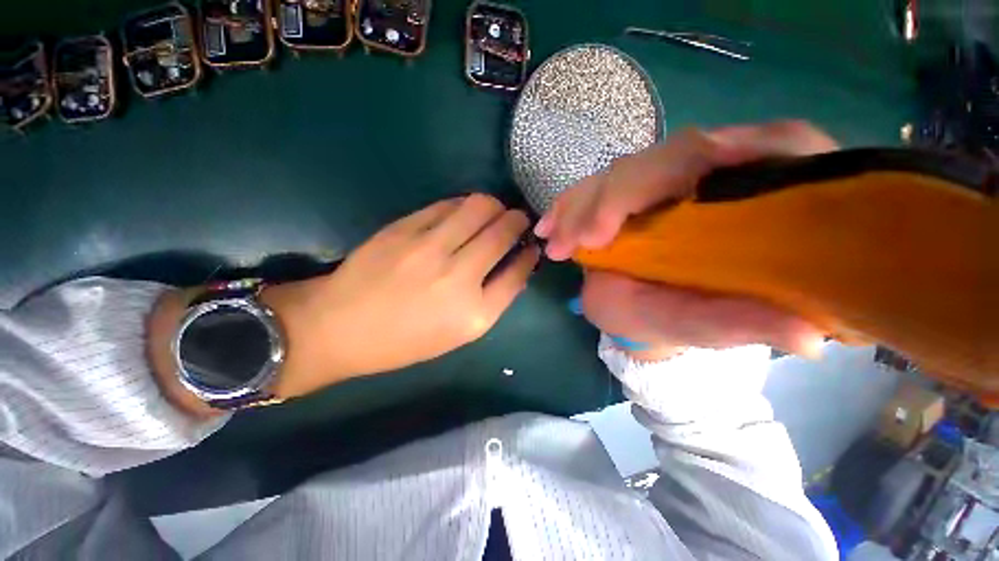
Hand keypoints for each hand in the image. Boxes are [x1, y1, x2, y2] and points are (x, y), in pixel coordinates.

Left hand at [263, 195, 538, 397]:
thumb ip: (493, 299)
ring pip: (480, 207)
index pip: (518, 272)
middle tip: (517, 221)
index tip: (531, 247)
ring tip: (493, 213)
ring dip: (496, 207)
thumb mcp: (458, 334)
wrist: (340, 327)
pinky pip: (448, 204)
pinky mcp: (405, 228)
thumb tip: (516, 265)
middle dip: (519, 221)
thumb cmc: (404, 340)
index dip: (529, 254)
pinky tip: (463, 213)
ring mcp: (430, 248)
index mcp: (474, 314)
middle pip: (504, 232)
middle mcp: (458, 277)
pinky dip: (465, 205)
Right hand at [535, 121, 838, 359]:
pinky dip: (572, 204)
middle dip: (610, 199)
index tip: (607, 231)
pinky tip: (550, 225)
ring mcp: (672, 177)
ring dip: (582, 204)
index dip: (670, 178)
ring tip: (555, 242)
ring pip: (627, 169)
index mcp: (763, 194)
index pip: (739, 152)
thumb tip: (809, 336)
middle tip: (569, 244)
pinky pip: (601, 184)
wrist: (651, 309)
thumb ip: (748, 324)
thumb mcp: (713, 327)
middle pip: (669, 156)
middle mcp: (723, 171)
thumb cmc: (683, 319)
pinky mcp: (636, 188)